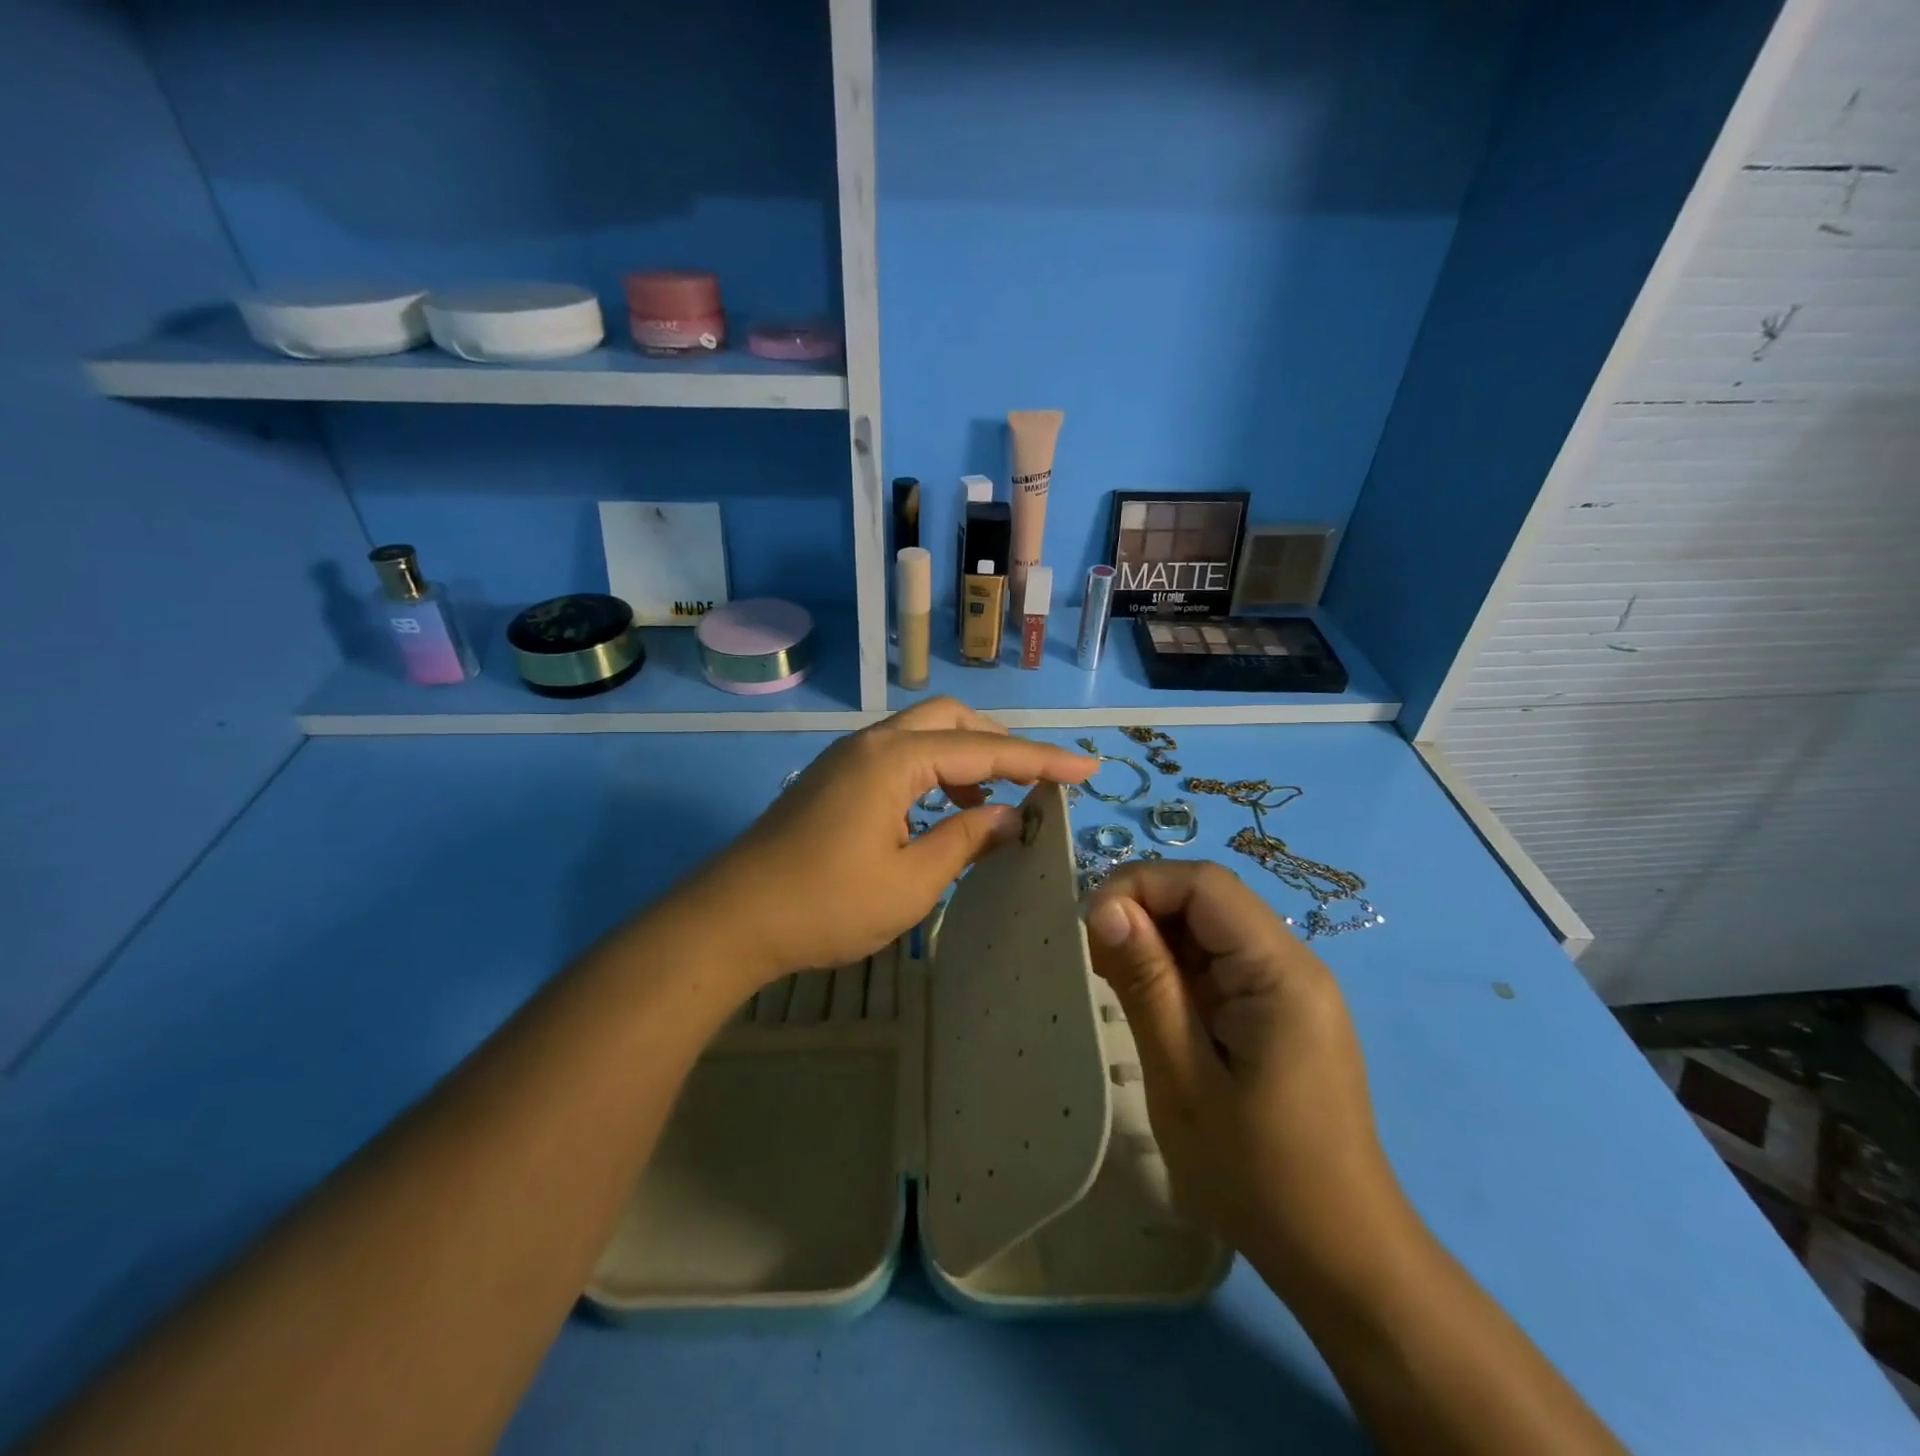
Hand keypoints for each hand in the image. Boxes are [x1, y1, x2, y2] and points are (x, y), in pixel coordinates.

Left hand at [691, 698, 1093, 990]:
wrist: (731, 920)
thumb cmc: (826, 905)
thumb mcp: (912, 882)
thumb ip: (966, 840)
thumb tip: (1010, 818)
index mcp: (895, 760)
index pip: (984, 751)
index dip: (1039, 761)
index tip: (1087, 769)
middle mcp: (871, 744)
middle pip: (950, 720)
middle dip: (998, 745)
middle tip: (1031, 783)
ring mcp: (846, 759)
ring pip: (920, 735)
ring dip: (963, 759)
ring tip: (986, 806)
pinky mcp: (832, 780)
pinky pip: (896, 757)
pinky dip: (931, 773)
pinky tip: (939, 813)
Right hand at [1083, 861, 1409, 1281]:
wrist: (1339, 1254)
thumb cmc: (1258, 1174)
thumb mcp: (1183, 1079)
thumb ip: (1146, 983)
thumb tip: (1104, 907)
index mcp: (1280, 972)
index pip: (1205, 885)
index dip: (1140, 885)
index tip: (1090, 926)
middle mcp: (1293, 963)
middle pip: (1208, 899)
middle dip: (1144, 910)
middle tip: (1095, 958)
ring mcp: (1289, 987)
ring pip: (1210, 929)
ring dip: (1156, 940)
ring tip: (1114, 981)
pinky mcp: (1278, 1010)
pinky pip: (1220, 964)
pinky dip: (1175, 969)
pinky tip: (1148, 1001)